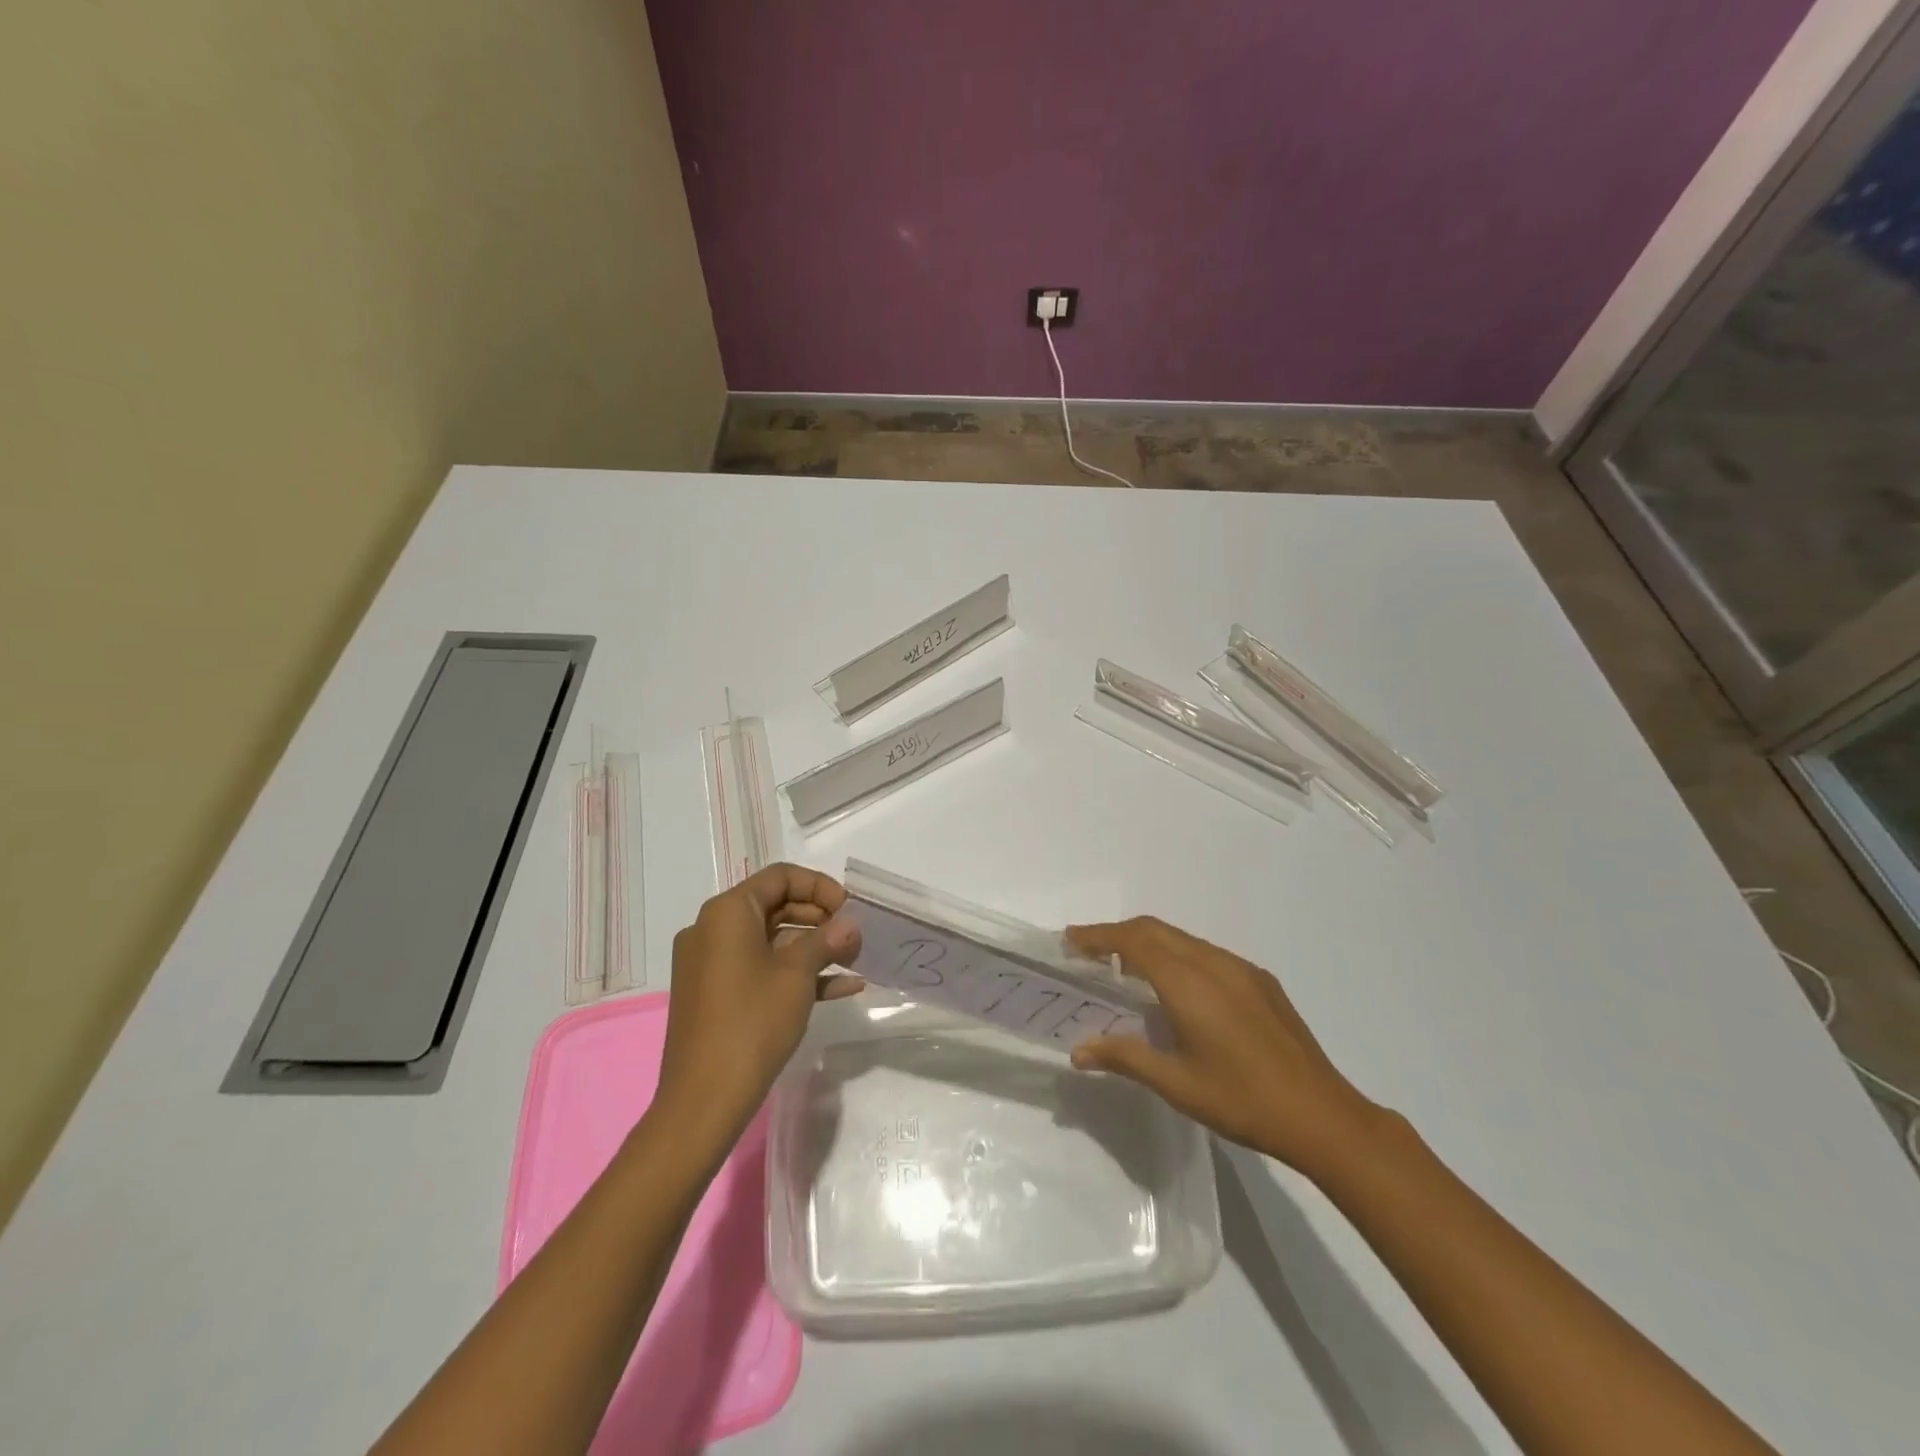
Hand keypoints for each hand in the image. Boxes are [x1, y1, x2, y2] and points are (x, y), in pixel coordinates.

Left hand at [657, 863, 863, 1141]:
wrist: (703, 1101)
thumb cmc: (751, 1023)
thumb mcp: (797, 975)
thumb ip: (827, 940)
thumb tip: (851, 923)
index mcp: (727, 912)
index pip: (780, 877)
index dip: (820, 887)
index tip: (850, 908)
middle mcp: (713, 929)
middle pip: (776, 906)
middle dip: (821, 919)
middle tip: (856, 937)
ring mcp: (712, 964)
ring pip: (771, 941)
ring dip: (814, 948)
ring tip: (855, 961)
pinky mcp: (716, 994)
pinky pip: (760, 969)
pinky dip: (796, 973)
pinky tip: (841, 988)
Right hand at [1065, 916, 1382, 1178]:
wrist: (1322, 1114)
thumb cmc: (1241, 1100)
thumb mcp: (1176, 1083)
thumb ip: (1124, 1057)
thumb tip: (1077, 1050)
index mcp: (1188, 983)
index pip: (1133, 941)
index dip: (1099, 935)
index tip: (1071, 939)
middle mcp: (1213, 963)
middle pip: (1156, 930)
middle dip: (1119, 933)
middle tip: (1089, 950)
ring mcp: (1241, 969)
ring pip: (1183, 939)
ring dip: (1149, 943)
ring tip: (1126, 968)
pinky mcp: (1261, 981)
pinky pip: (1207, 953)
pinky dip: (1178, 955)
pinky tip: (1177, 987)